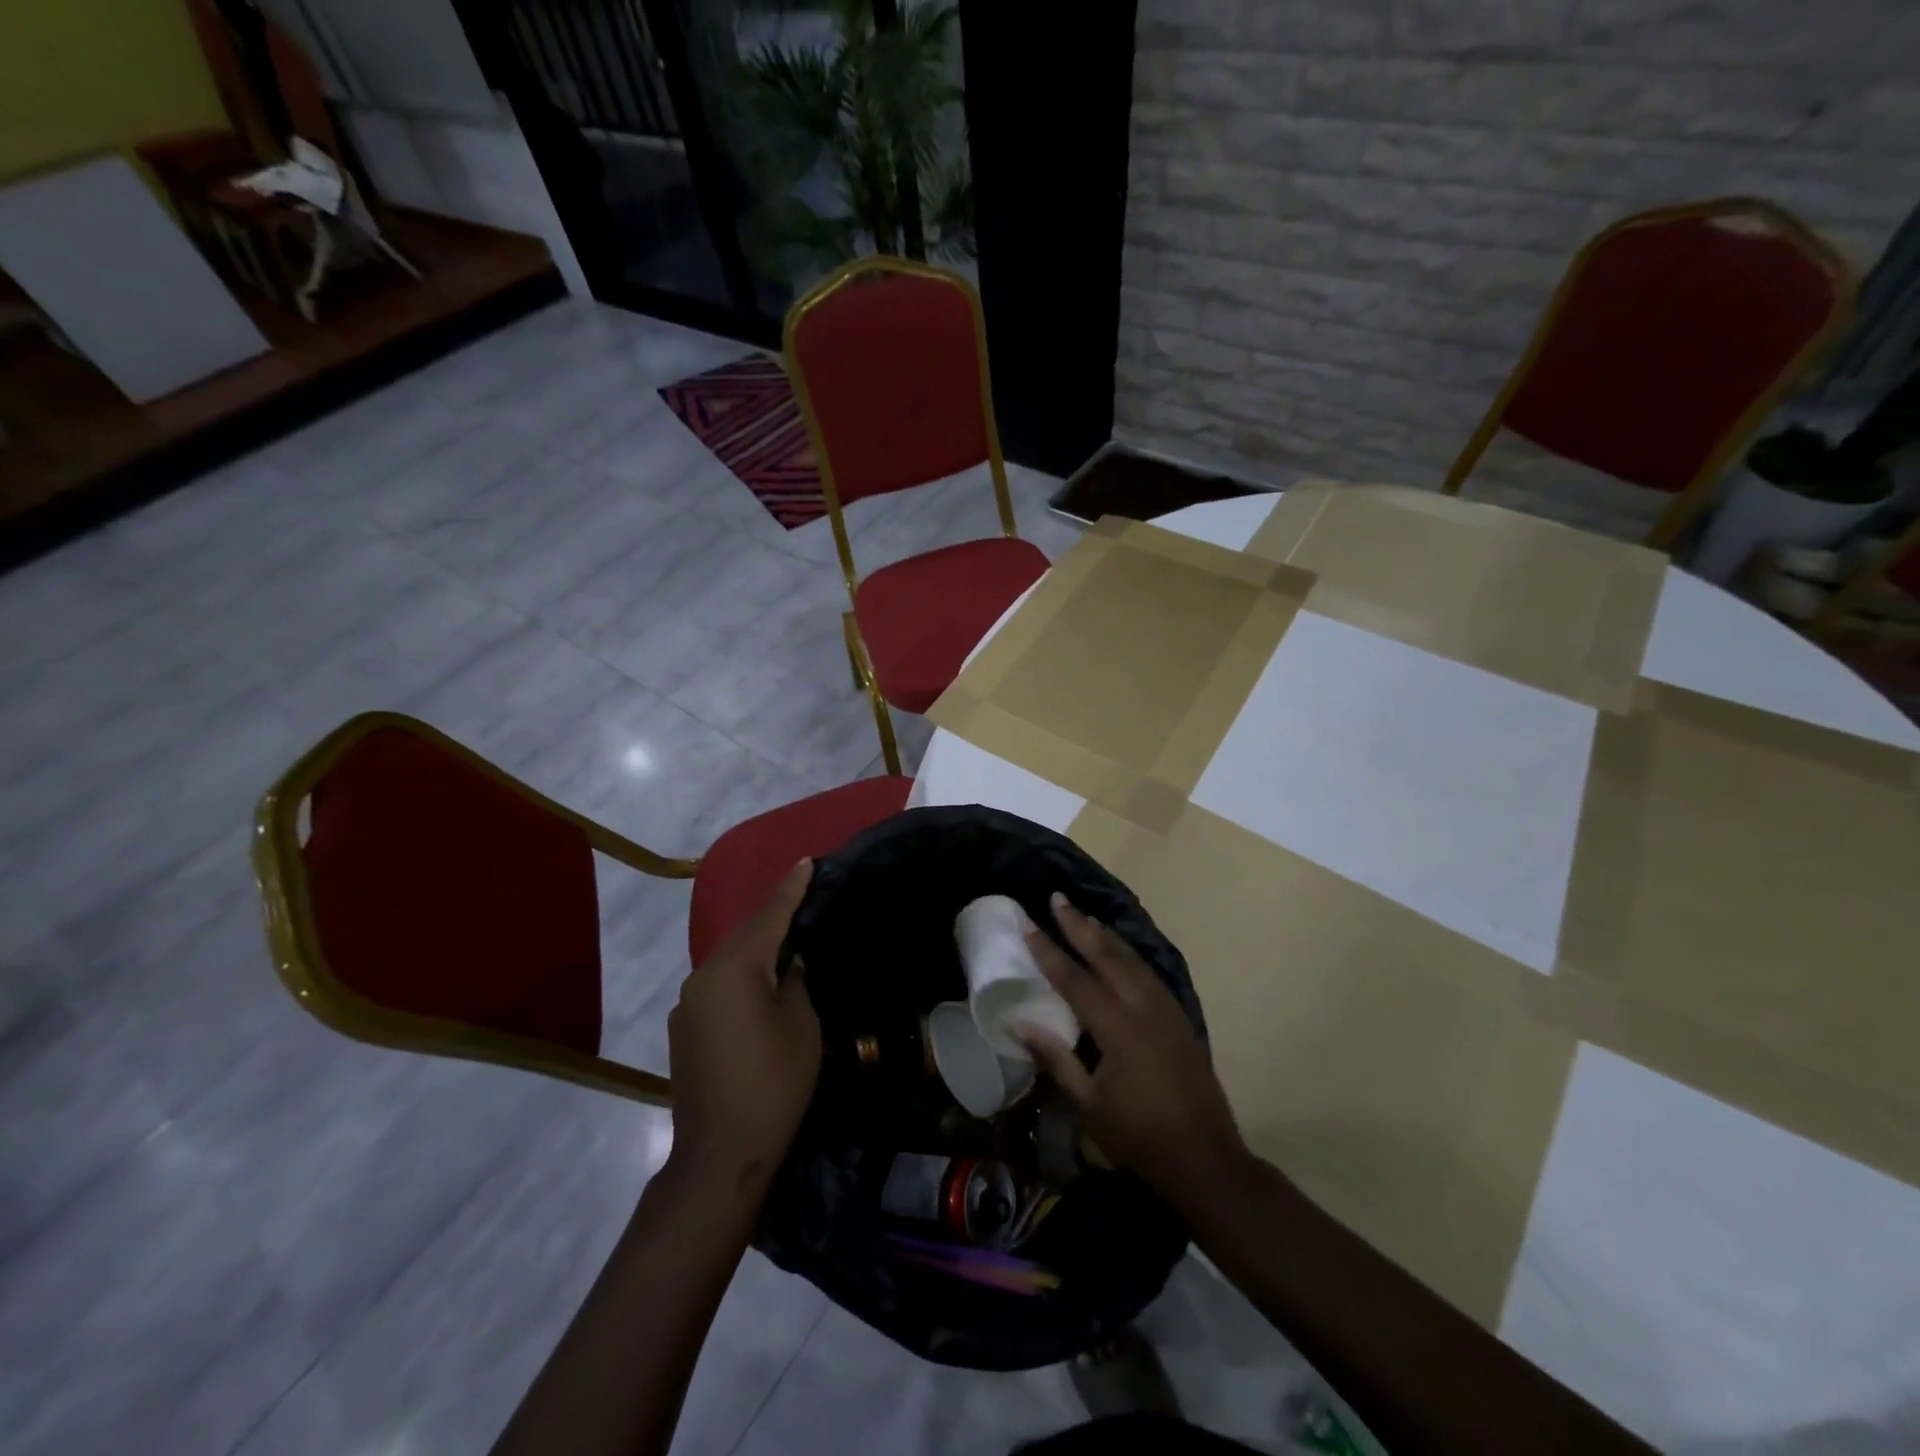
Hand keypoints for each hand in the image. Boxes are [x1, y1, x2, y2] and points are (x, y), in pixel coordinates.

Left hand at [666, 860, 820, 1203]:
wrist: (720, 1154)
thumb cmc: (774, 1083)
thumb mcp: (801, 1024)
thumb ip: (796, 981)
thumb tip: (789, 965)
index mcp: (734, 969)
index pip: (769, 917)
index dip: (791, 889)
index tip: (807, 862)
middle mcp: (703, 976)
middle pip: (746, 935)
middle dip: (774, 916)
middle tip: (803, 895)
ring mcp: (688, 1004)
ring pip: (730, 961)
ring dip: (757, 947)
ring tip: (787, 938)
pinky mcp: (684, 1029)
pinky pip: (719, 986)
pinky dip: (742, 976)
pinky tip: (761, 985)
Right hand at [1021, 893, 1247, 1199]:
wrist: (1205, 1159)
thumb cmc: (1139, 1136)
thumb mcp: (1088, 1105)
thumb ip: (1055, 1058)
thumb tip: (1019, 1022)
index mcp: (1118, 1028)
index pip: (1075, 979)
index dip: (1049, 951)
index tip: (1029, 925)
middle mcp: (1143, 1008)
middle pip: (1107, 956)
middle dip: (1080, 925)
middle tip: (1058, 898)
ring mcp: (1167, 1010)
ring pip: (1132, 959)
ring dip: (1106, 935)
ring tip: (1085, 916)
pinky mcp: (1180, 1018)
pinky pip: (1150, 973)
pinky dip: (1130, 954)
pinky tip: (1121, 952)